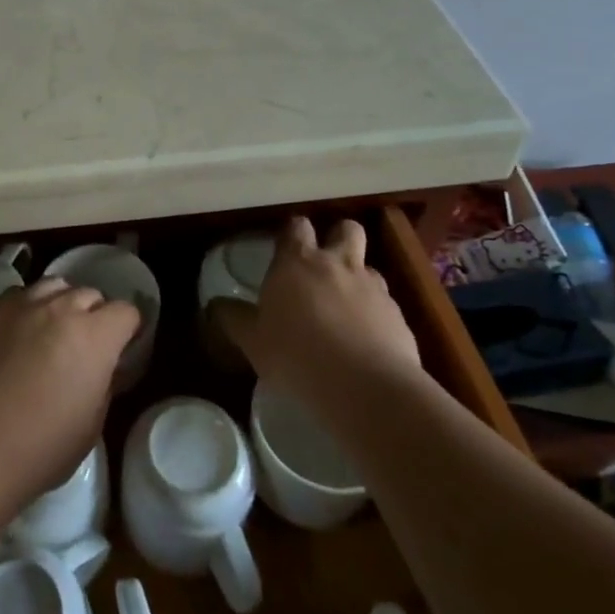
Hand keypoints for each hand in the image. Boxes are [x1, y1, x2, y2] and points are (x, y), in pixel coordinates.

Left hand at [0, 277, 139, 513]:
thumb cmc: (41, 448)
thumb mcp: (91, 426)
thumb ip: (104, 384)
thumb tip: (105, 367)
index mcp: (95, 336)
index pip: (126, 312)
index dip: (129, 330)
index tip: (123, 349)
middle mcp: (61, 309)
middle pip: (90, 294)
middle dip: (96, 315)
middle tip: (87, 347)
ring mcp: (23, 305)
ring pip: (55, 286)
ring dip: (63, 304)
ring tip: (54, 332)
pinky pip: (21, 294)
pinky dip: (30, 306)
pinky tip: (22, 332)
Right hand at [216, 216, 419, 393]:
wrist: (365, 388)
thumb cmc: (296, 355)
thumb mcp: (253, 341)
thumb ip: (235, 319)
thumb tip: (215, 306)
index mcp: (297, 262)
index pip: (296, 226)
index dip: (291, 233)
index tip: (284, 247)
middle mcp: (338, 264)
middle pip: (345, 229)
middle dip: (337, 238)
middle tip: (324, 263)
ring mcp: (374, 288)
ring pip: (369, 266)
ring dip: (357, 279)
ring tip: (345, 308)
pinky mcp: (399, 316)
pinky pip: (386, 305)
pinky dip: (376, 315)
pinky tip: (366, 342)